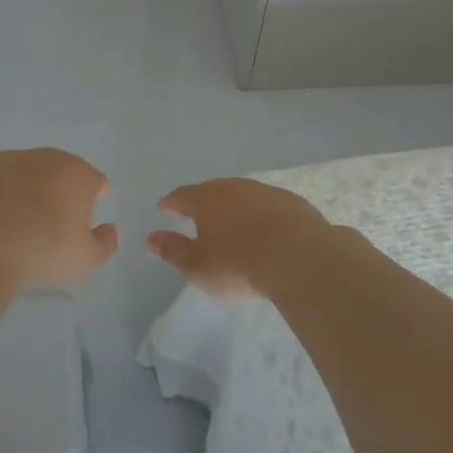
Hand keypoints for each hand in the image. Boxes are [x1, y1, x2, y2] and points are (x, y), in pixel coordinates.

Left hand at [0, 148, 118, 286]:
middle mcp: (49, 158)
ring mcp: (13, 158)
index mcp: (79, 175)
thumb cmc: (42, 250)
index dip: (95, 196)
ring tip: (18, 218)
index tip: (88, 212)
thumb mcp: (85, 259)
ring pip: (27, 170)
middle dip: (60, 189)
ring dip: (28, 187)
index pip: (96, 181)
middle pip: (61, 170)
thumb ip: (105, 243)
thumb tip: (111, 230)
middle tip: (52, 218)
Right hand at [148, 178, 339, 299]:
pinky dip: (261, 214)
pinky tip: (265, 229)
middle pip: (212, 191)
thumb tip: (151, 238)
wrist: (300, 258)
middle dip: (202, 201)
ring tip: (231, 222)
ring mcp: (266, 192)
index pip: (181, 196)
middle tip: (196, 214)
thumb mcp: (197, 266)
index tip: (163, 208)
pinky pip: (268, 206)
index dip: (170, 203)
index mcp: (206, 199)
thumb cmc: (238, 264)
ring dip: (234, 207)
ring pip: (242, 195)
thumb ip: (173, 250)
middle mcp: (234, 187)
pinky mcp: (293, 203)